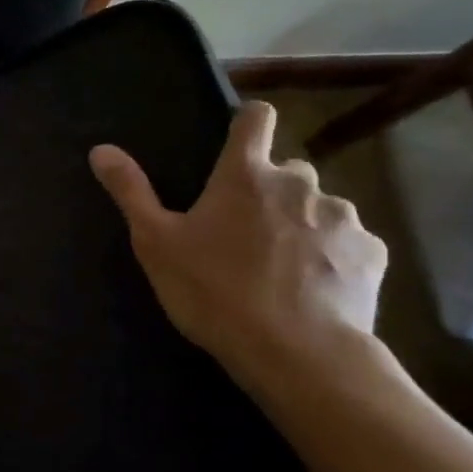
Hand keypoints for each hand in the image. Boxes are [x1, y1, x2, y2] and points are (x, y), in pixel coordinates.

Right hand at [89, 101, 386, 389]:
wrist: (296, 353)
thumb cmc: (214, 290)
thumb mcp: (156, 243)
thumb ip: (131, 192)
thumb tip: (101, 149)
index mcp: (245, 175)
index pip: (256, 118)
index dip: (249, 122)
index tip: (240, 141)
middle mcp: (299, 183)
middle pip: (288, 170)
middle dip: (272, 191)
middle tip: (248, 232)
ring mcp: (343, 217)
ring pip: (321, 207)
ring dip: (304, 224)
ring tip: (285, 267)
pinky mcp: (372, 254)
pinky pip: (351, 243)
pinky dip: (335, 257)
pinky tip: (317, 289)